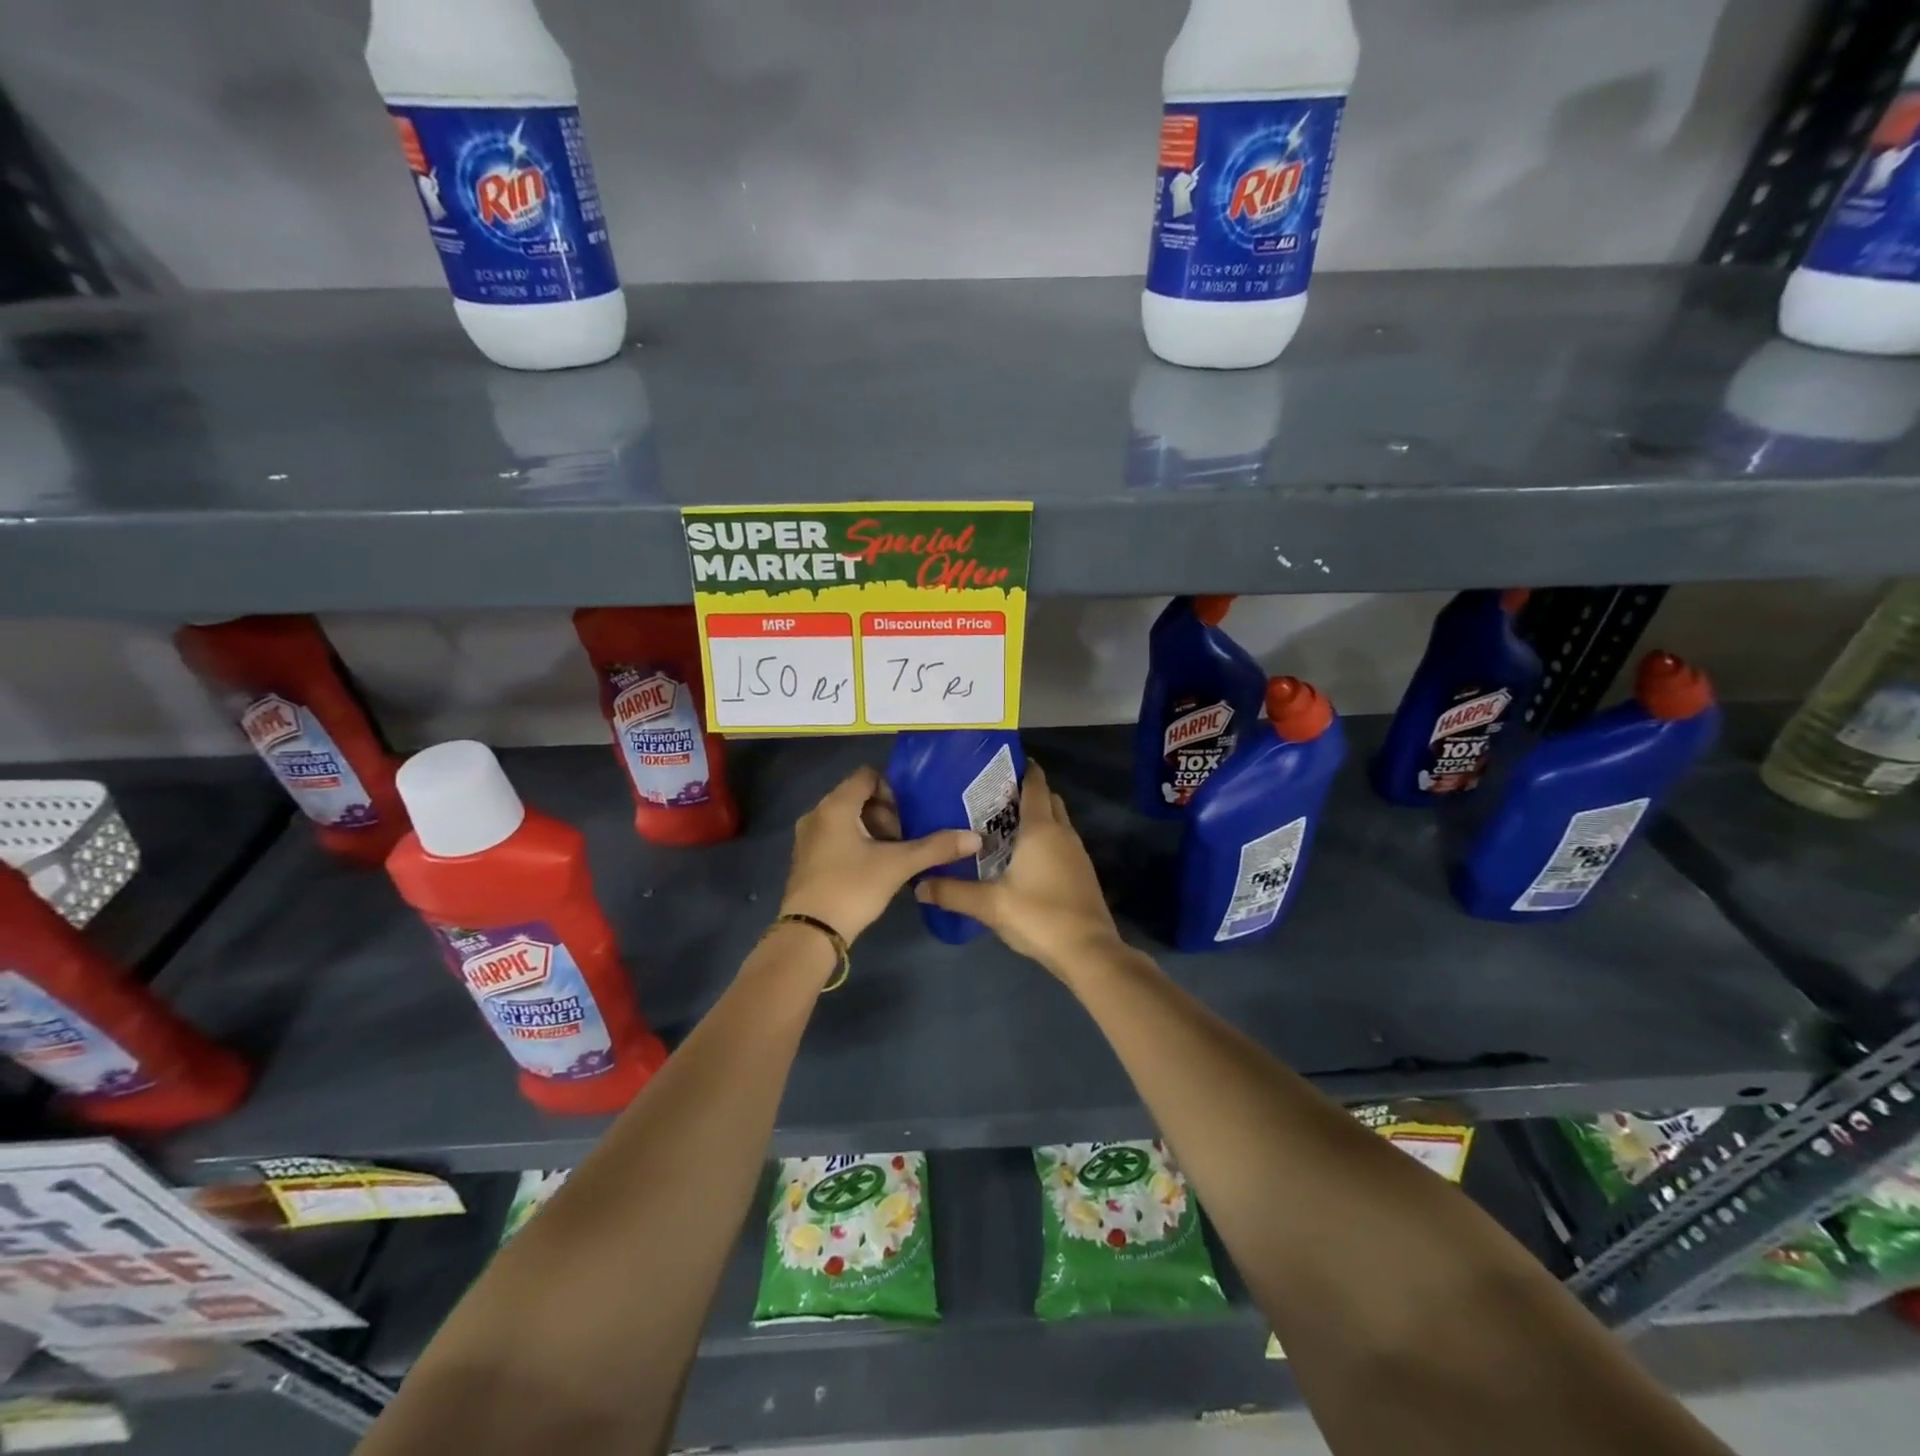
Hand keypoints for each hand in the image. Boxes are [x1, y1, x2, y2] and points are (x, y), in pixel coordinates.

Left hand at [780, 766, 979, 942]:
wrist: (810, 933)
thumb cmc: (852, 888)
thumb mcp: (898, 865)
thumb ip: (935, 848)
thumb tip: (974, 837)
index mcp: (835, 806)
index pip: (867, 776)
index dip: (893, 788)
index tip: (911, 811)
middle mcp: (817, 814)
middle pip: (857, 797)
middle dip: (885, 812)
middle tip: (906, 835)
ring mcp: (808, 838)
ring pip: (847, 819)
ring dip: (872, 829)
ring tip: (895, 852)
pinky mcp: (807, 859)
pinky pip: (835, 837)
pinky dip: (856, 843)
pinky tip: (874, 866)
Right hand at [914, 762, 1122, 975]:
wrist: (1088, 951)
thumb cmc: (1039, 916)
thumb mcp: (990, 905)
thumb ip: (953, 892)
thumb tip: (918, 885)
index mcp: (1041, 829)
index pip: (1035, 784)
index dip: (1023, 769)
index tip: (1001, 764)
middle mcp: (1062, 833)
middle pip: (1049, 799)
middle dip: (1028, 792)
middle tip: (995, 797)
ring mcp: (1077, 853)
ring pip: (1058, 821)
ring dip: (1038, 817)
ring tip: (1004, 825)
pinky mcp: (1082, 872)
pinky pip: (1062, 842)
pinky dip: (1046, 839)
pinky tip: (1024, 858)